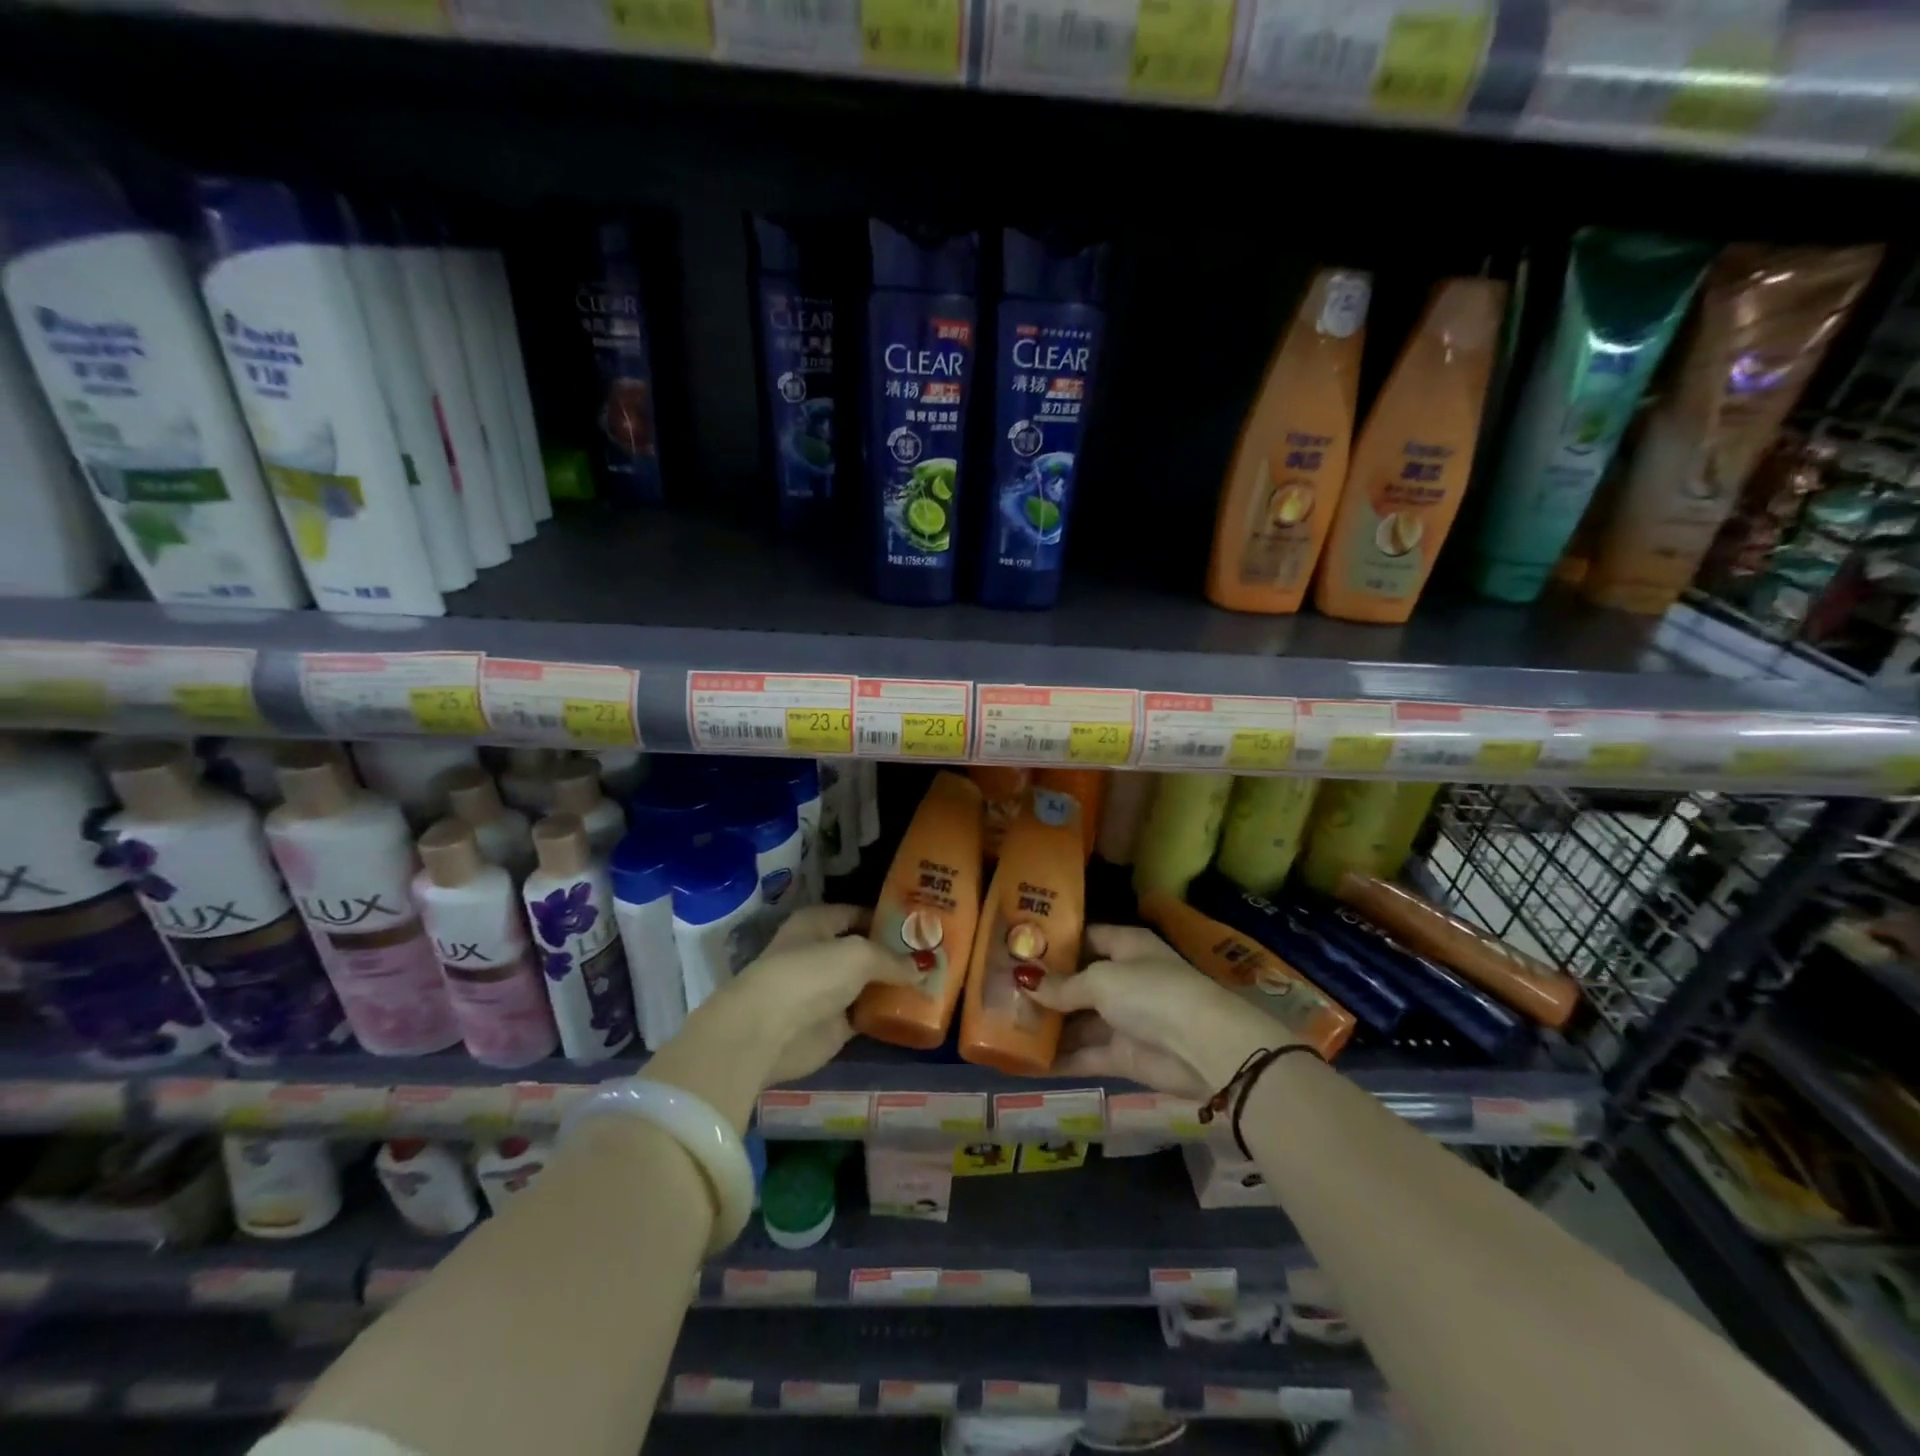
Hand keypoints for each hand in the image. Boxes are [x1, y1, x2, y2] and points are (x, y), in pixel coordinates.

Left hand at [733, 904, 922, 1084]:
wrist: (768, 1031)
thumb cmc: (810, 974)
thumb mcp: (859, 955)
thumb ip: (893, 960)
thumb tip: (924, 968)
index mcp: (817, 923)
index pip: (858, 914)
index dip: (887, 918)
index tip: (921, 925)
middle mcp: (819, 953)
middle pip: (864, 950)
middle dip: (895, 954)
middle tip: (934, 955)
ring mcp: (825, 991)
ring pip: (866, 984)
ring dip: (892, 985)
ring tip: (934, 982)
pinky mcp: (831, 1026)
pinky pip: (866, 1015)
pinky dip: (886, 1014)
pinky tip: (916, 1011)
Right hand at [1024, 925, 1295, 1098]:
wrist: (1202, 1047)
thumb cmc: (1151, 993)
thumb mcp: (1101, 980)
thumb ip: (1063, 986)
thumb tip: (1025, 983)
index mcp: (1126, 946)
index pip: (1086, 938)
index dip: (1055, 944)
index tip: (1018, 949)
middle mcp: (1124, 978)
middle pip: (1078, 981)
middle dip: (1045, 988)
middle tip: (1001, 991)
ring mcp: (1124, 1018)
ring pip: (1078, 1020)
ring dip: (1048, 1025)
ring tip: (1004, 1026)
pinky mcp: (1123, 1055)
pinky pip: (1085, 1053)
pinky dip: (1060, 1058)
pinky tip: (1026, 1060)